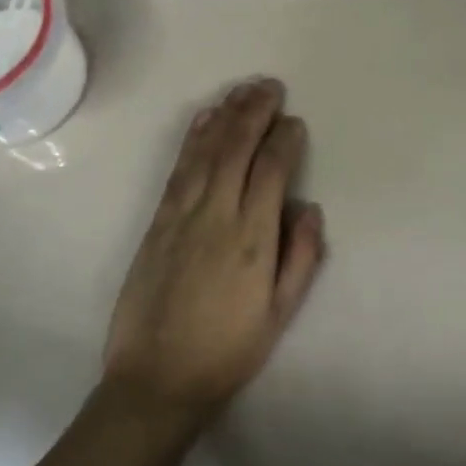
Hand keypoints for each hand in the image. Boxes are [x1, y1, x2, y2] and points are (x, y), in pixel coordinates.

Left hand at [104, 78, 325, 425]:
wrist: (156, 380)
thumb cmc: (228, 349)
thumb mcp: (280, 314)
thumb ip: (301, 257)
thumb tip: (310, 208)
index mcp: (252, 238)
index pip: (272, 170)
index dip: (285, 140)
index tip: (295, 122)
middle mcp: (217, 215)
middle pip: (237, 148)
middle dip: (255, 112)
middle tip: (270, 86)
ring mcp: (182, 215)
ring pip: (206, 151)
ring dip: (225, 115)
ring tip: (242, 89)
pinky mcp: (157, 222)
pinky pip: (178, 169)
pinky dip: (193, 138)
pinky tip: (204, 119)